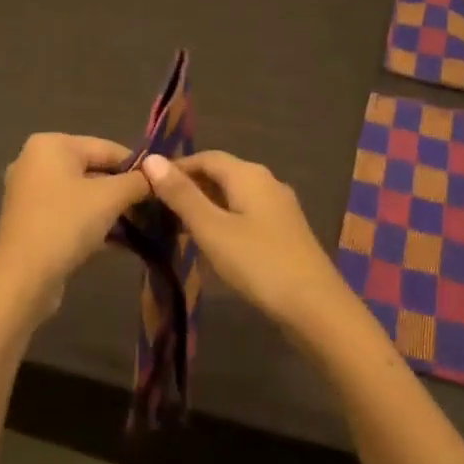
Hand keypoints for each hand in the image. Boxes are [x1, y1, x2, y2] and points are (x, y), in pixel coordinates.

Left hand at [0, 134, 151, 323]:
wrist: (23, 279)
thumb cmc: (66, 224)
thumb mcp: (110, 198)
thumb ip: (138, 181)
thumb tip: (158, 174)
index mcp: (51, 145)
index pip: (107, 148)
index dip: (138, 166)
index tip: (163, 185)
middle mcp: (35, 162)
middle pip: (94, 171)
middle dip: (125, 191)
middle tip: (154, 208)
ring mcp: (30, 194)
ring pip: (83, 196)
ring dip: (112, 211)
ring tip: (142, 227)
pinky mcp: (31, 223)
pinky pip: (71, 215)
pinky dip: (94, 224)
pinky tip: (121, 243)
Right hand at [139, 151, 350, 334]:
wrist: (315, 306)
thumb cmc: (258, 262)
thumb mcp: (212, 229)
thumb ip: (182, 195)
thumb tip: (152, 159)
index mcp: (249, 174)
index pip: (206, 157)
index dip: (176, 167)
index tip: (147, 185)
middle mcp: (267, 181)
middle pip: (221, 174)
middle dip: (189, 187)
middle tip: (158, 209)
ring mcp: (279, 207)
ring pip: (234, 195)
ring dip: (206, 205)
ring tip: (177, 227)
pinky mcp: (285, 231)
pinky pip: (246, 214)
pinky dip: (224, 220)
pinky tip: (212, 243)